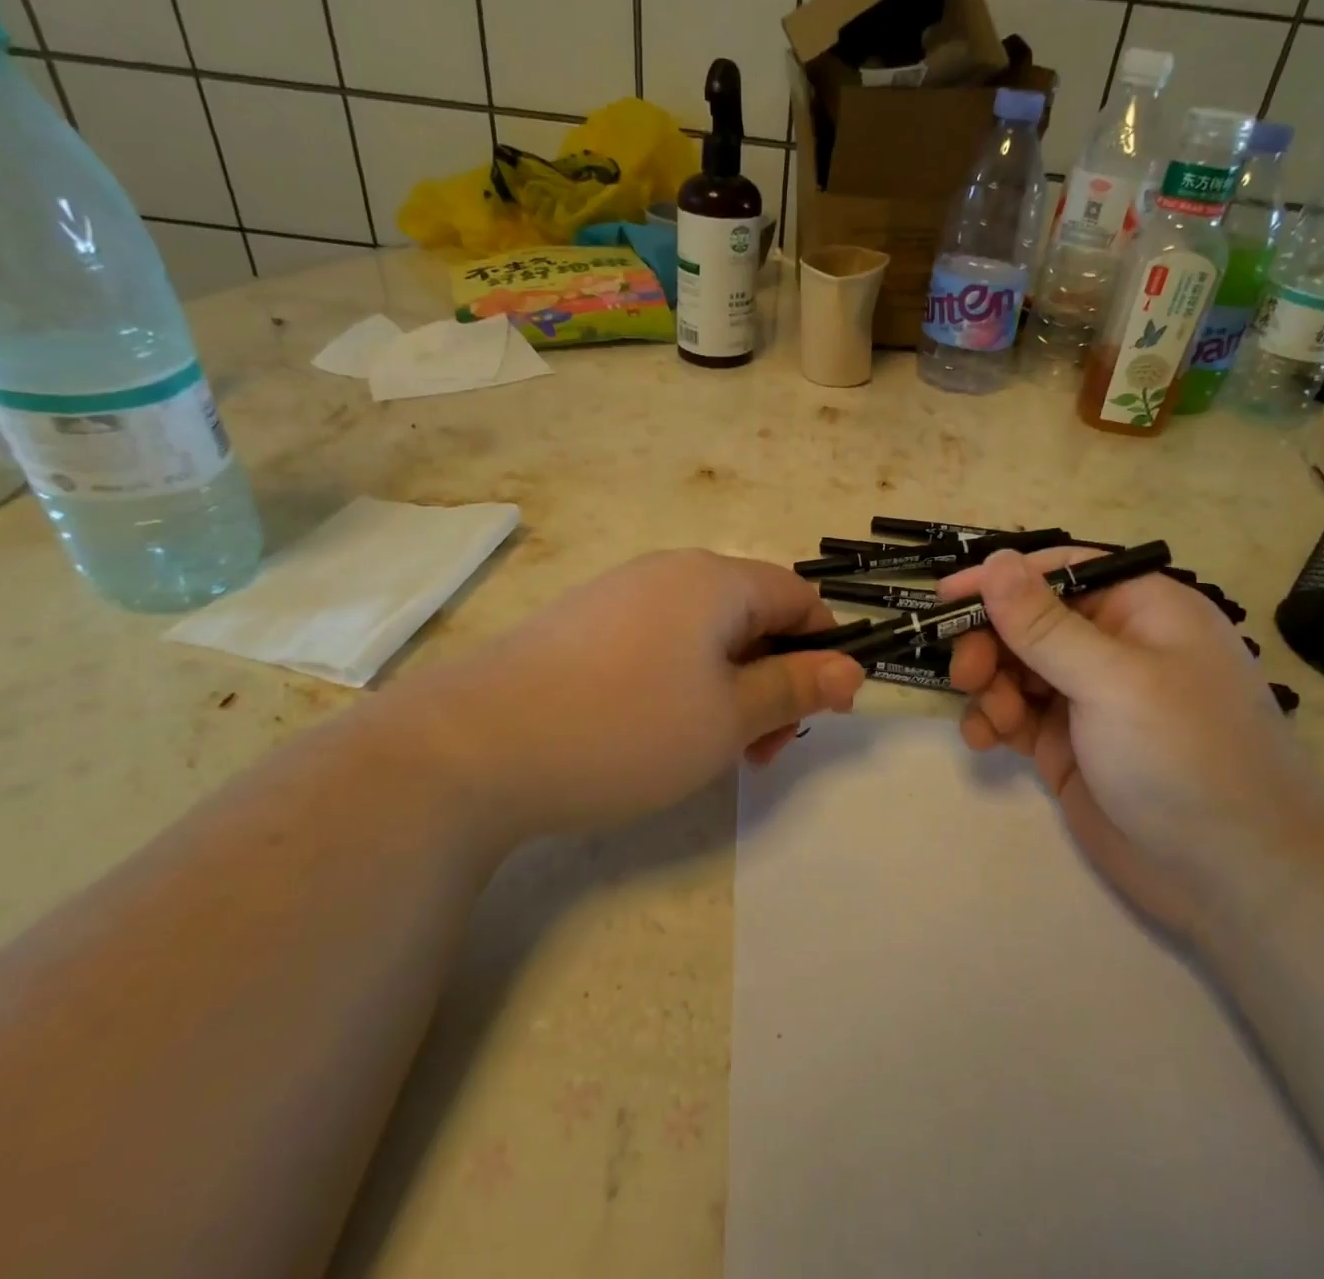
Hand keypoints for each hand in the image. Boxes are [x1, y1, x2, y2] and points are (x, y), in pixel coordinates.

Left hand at [386, 550, 864, 840]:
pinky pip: (658, 645)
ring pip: (704, 635)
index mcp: (715, 579)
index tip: (821, 711)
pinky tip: (655, 733)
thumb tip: (852, 668)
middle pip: (751, 616)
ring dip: (729, 688)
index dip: (824, 650)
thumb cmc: (625, 727)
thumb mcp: (728, 717)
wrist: (472, 747)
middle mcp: (669, 572)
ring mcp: (619, 596)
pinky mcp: (582, 627)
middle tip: (761, 750)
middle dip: (773, 679)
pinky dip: (681, 685)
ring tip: (711, 751)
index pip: (799, 597)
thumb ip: (795, 687)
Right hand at [939, 547, 1323, 939]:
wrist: (1234, 880)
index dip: (1002, 580)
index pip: (1059, 572)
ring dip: (991, 686)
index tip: (947, 596)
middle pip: (1029, 620)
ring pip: (1015, 667)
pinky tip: (984, 740)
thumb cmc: (1184, 757)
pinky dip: (993, 720)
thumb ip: (1044, 624)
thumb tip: (995, 560)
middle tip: (966, 674)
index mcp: (1140, 610)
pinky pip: (1015, 714)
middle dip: (991, 642)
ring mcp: (1089, 698)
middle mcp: (1113, 646)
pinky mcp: (1068, 744)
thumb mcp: (1113, 681)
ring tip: (992, 720)